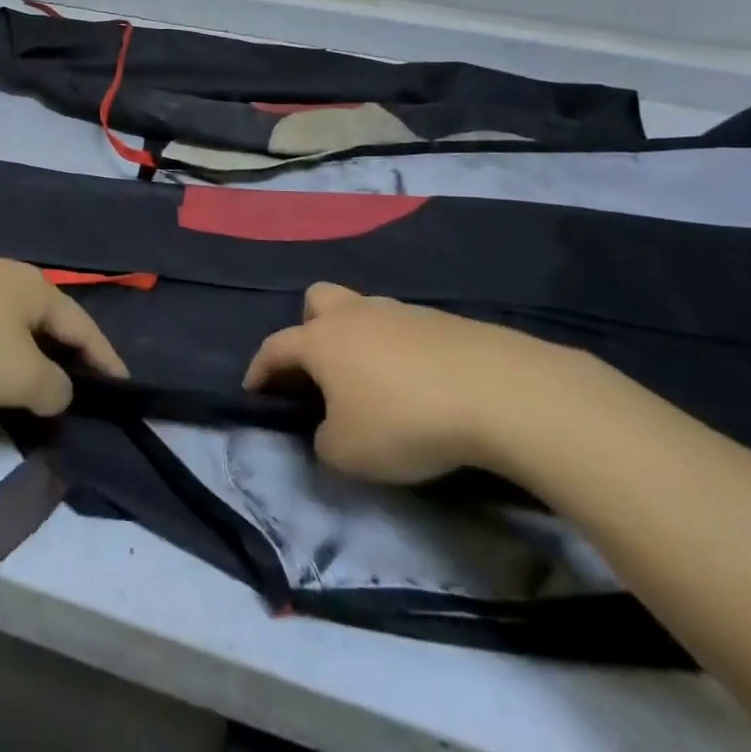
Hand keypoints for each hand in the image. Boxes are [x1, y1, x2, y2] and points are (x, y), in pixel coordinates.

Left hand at [0, 258, 128, 415]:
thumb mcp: (18, 376)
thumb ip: (53, 387)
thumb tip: (59, 389)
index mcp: (36, 288)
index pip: (84, 326)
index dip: (106, 358)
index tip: (124, 383)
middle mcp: (8, 273)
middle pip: (50, 316)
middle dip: (68, 349)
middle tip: (82, 380)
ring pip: (14, 317)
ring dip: (30, 346)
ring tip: (36, 373)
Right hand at [244, 283, 568, 484]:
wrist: (496, 392)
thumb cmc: (403, 420)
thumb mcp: (347, 452)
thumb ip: (323, 442)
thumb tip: (329, 430)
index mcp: (320, 340)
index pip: (275, 347)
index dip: (260, 368)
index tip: (253, 388)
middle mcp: (354, 315)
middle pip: (317, 299)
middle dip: (309, 327)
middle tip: (319, 365)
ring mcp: (400, 312)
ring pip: (364, 311)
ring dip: (359, 338)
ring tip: (374, 380)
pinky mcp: (443, 321)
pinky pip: (406, 329)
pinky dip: (401, 351)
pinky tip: (419, 383)